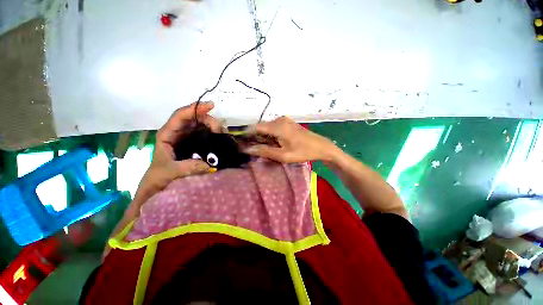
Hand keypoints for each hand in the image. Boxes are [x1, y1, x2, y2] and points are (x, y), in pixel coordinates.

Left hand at [133, 101, 222, 203]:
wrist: (158, 185)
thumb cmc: (158, 177)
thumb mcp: (170, 172)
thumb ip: (187, 167)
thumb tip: (209, 165)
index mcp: (167, 135)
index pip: (180, 116)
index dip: (194, 108)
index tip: (210, 106)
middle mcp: (178, 133)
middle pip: (194, 119)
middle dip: (208, 120)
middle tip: (220, 130)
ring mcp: (188, 138)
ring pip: (202, 126)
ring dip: (213, 127)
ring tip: (223, 135)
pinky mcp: (195, 145)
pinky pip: (206, 135)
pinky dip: (214, 135)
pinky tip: (221, 139)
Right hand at [244, 116, 337, 162]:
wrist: (321, 146)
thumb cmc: (303, 152)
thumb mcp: (283, 155)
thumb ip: (265, 151)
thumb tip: (248, 149)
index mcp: (278, 127)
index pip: (256, 127)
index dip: (247, 134)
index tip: (242, 142)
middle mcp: (279, 120)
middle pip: (261, 127)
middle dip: (255, 137)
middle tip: (253, 149)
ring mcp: (284, 120)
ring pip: (267, 127)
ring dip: (263, 136)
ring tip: (263, 148)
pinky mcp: (288, 122)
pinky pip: (274, 127)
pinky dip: (270, 134)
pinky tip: (273, 143)